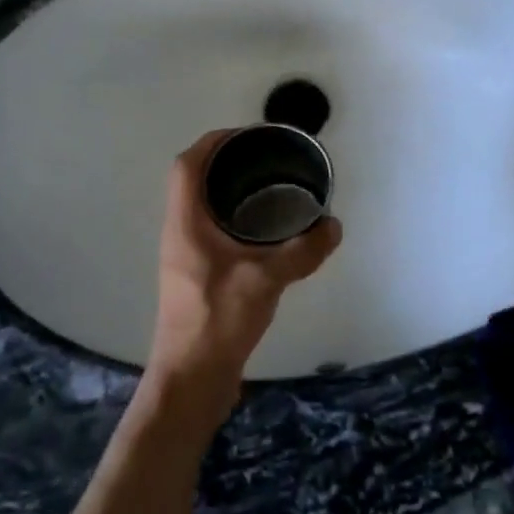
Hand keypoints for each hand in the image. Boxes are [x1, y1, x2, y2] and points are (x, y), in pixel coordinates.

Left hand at [143, 131, 341, 420]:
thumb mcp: (266, 280)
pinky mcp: (197, 277)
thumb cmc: (218, 320)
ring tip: (271, 188)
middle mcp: (180, 233)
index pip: (187, 165)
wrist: (192, 378)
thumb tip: (333, 227)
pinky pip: (213, 232)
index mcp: (186, 223)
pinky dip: (236, 220)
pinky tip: (266, 234)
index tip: (248, 136)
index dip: (213, 142)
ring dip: (230, 192)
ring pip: (203, 208)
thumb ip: (302, 251)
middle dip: (227, 163)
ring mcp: (186, 257)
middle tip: (267, 160)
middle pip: (194, 182)